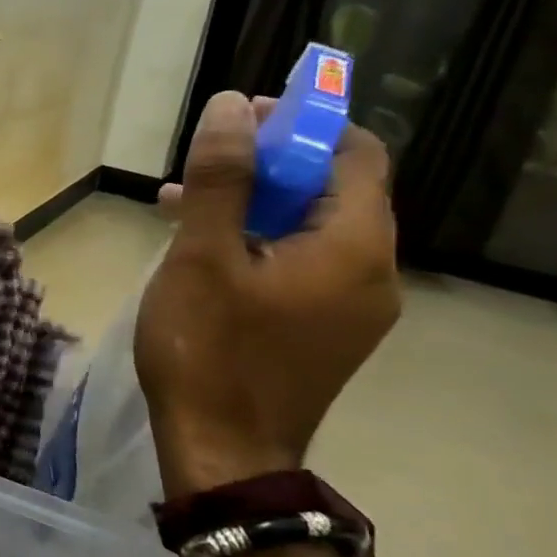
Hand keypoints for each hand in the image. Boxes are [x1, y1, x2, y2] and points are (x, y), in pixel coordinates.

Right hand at [135, 91, 400, 496]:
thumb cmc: (209, 349)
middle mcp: (372, 272)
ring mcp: (352, 307)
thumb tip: (233, 106)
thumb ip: (222, 178)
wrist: (223, 451)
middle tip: (203, 164)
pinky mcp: (325, 332)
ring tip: (185, 204)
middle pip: (333, 190)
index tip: (239, 121)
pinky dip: (259, 243)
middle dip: (268, 165)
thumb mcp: (202, 256)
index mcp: (354, 246)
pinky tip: (203, 253)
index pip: (355, 154)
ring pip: (311, 229)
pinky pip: (302, 265)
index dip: (302, 125)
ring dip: (255, 205)